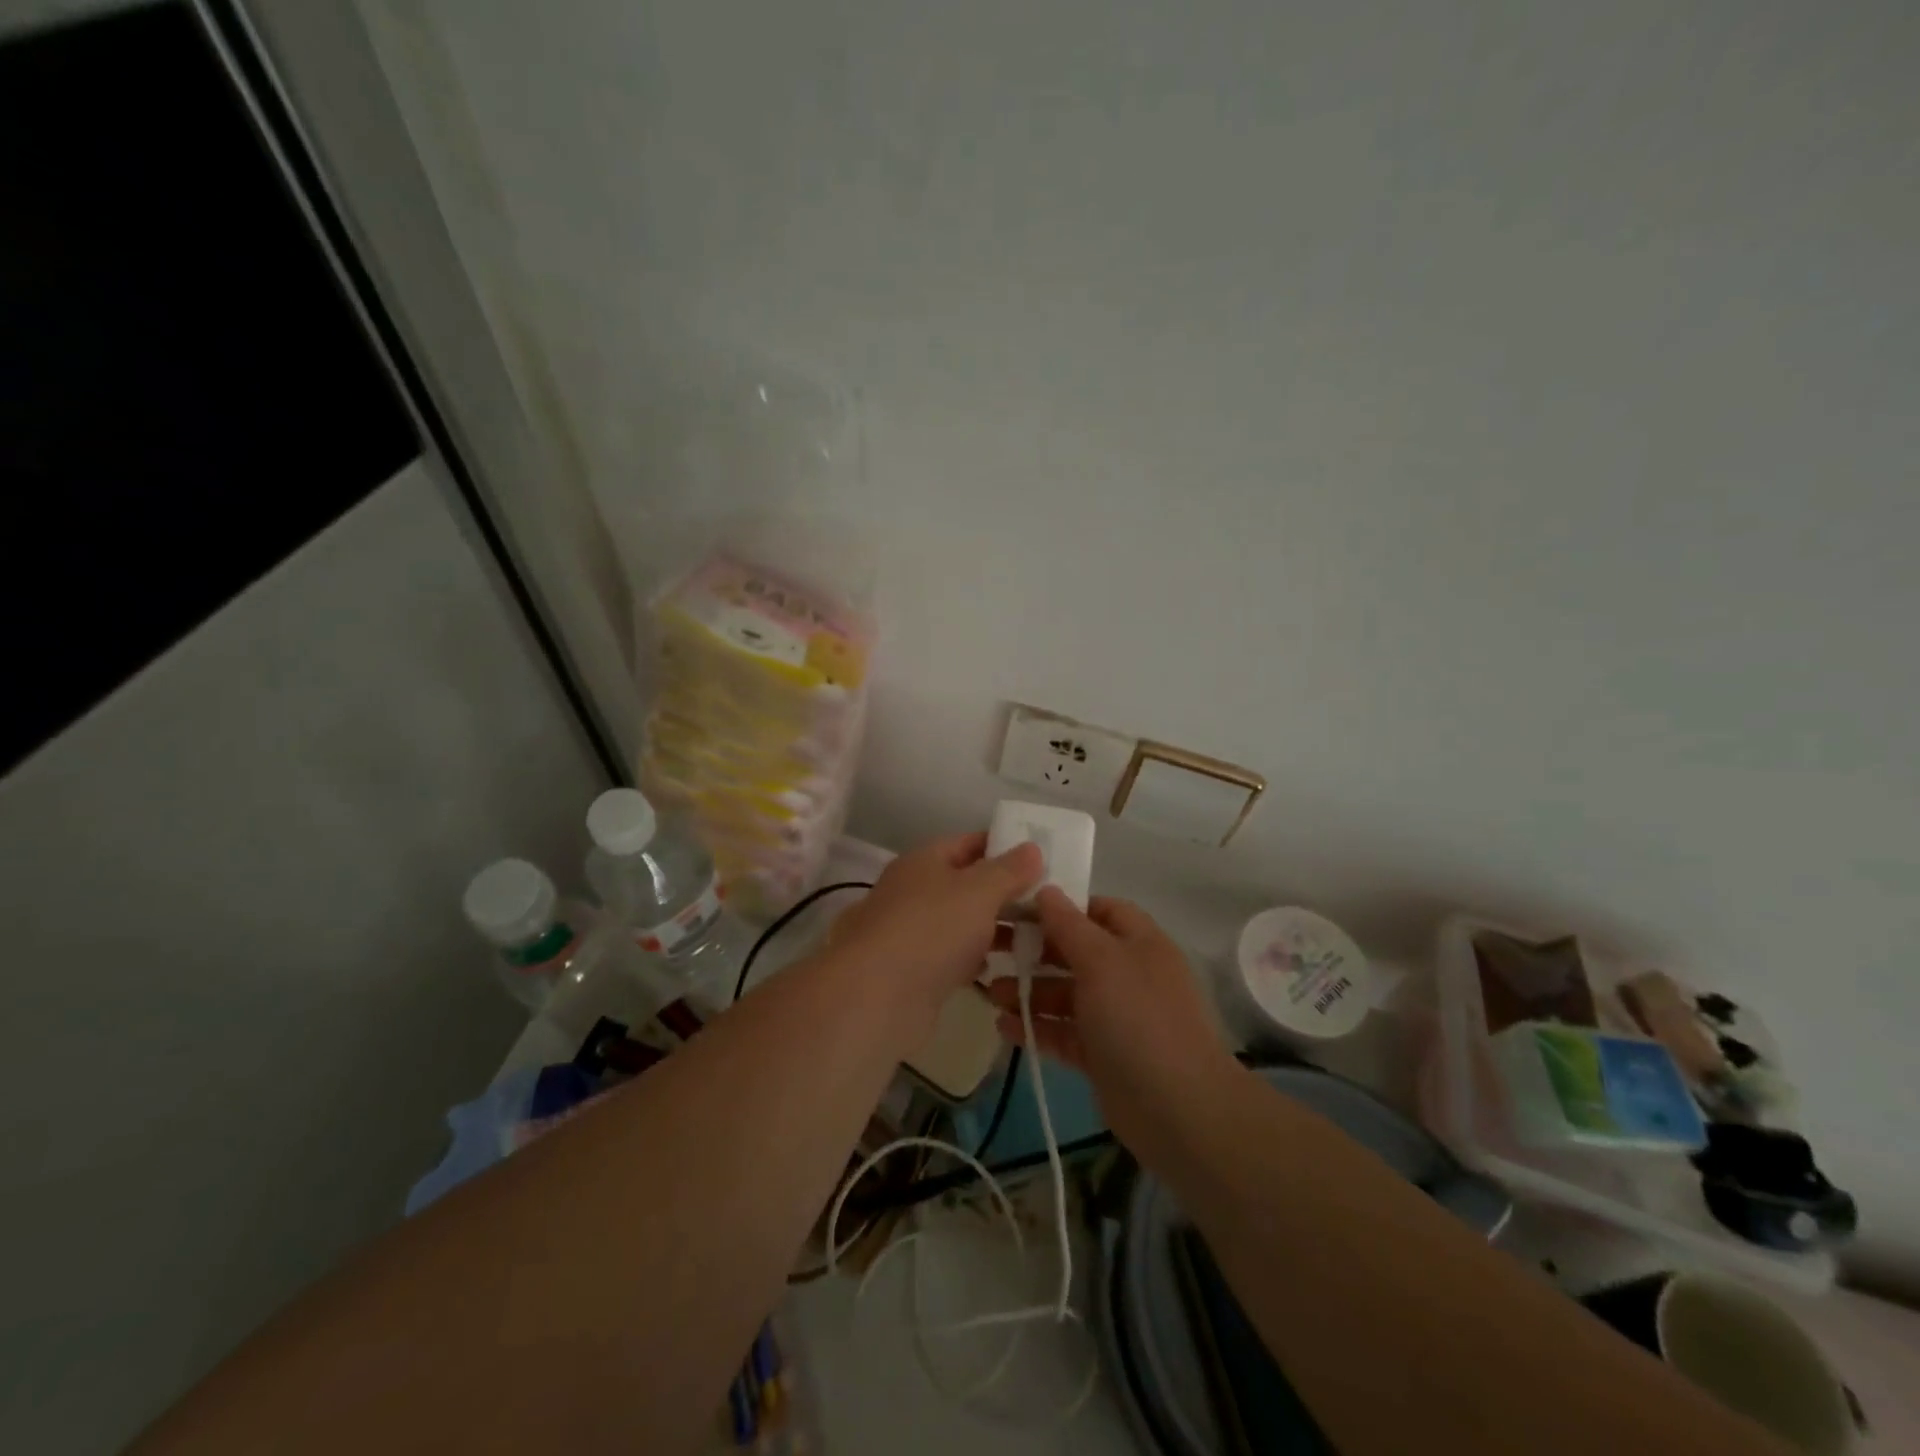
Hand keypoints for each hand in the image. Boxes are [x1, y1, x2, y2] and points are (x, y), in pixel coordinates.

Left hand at [830, 832, 1042, 1028]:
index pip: (969, 843)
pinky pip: (954, 956)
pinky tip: (1002, 968)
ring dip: (993, 928)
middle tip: (1048, 900)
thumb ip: (1008, 870)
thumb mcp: (979, 891)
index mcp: (924, 861)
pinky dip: (976, 959)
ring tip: (1037, 936)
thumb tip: (1031, 848)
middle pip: (967, 884)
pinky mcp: (915, 971)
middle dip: (1005, 892)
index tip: (1041, 857)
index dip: (1004, 846)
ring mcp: (913, 932)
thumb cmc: (931, 929)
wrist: (876, 997)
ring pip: (962, 922)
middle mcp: (915, 891)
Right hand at [983, 888, 1235, 1151]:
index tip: (1019, 908)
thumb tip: (1046, 890)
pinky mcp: (1102, 1055)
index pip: (1098, 910)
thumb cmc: (1139, 1018)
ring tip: (990, 993)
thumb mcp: (1102, 961)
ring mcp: (1115, 1017)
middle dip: (1035, 950)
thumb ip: (1069, 925)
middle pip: (1076, 952)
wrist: (1179, 1109)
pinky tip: (1003, 1026)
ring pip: (1065, 994)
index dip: (1062, 907)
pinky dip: (1036, 1027)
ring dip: (1029, 991)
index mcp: (1138, 943)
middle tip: (991, 949)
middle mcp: (1128, 974)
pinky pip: (1063, 1032)